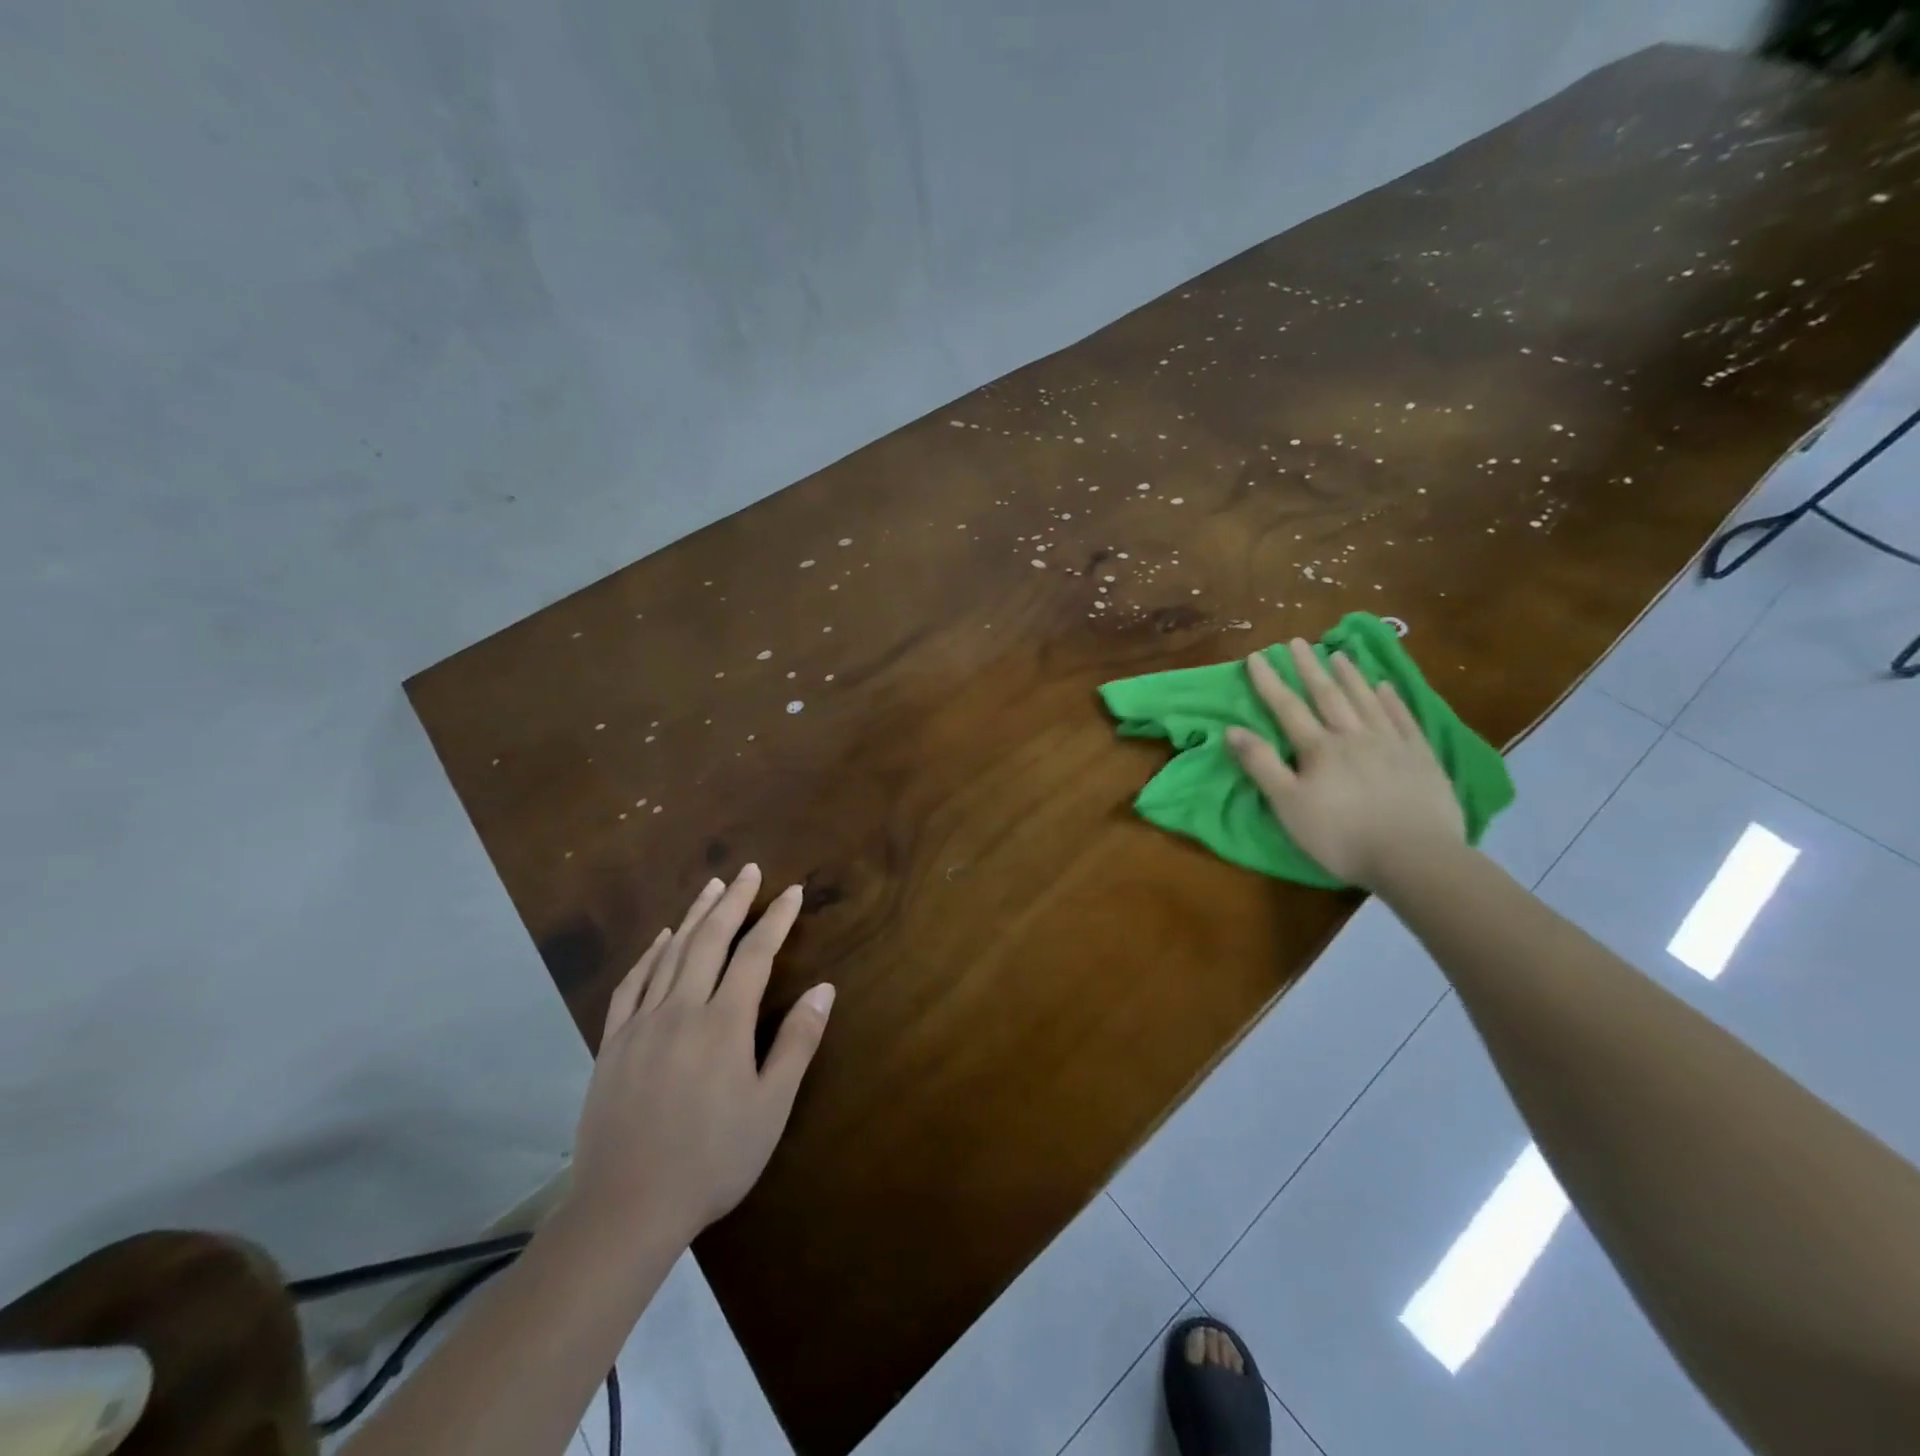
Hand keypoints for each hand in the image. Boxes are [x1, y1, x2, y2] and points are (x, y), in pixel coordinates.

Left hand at [566, 864, 834, 1251]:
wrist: (626, 1208)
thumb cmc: (712, 1159)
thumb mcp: (770, 1107)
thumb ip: (797, 1042)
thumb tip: (824, 988)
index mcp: (723, 1023)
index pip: (755, 955)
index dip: (775, 920)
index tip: (791, 892)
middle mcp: (681, 1010)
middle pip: (710, 940)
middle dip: (734, 902)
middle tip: (749, 870)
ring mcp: (641, 1024)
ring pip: (670, 953)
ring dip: (694, 915)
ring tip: (712, 887)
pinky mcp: (613, 1044)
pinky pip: (632, 984)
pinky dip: (649, 954)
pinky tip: (660, 939)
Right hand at [1225, 639, 1464, 888]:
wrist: (1415, 857)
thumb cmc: (1341, 836)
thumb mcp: (1288, 805)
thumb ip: (1261, 765)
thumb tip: (1232, 729)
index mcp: (1319, 749)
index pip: (1288, 708)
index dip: (1270, 682)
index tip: (1257, 656)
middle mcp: (1354, 736)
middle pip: (1328, 695)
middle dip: (1309, 668)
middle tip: (1297, 642)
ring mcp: (1392, 744)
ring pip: (1366, 701)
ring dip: (1349, 676)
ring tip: (1338, 654)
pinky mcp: (1421, 758)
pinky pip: (1404, 719)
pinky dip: (1392, 700)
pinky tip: (1385, 687)